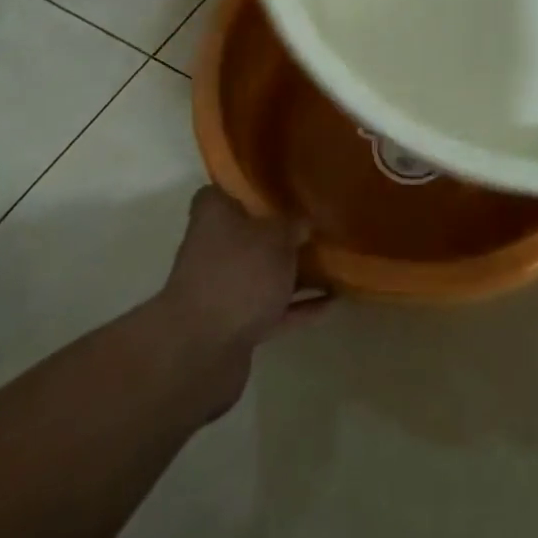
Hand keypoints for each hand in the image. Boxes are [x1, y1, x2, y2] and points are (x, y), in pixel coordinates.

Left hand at [161, 187, 327, 409]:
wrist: (202, 351)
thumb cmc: (238, 274)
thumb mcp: (276, 237)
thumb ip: (293, 225)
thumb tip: (303, 223)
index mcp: (214, 216)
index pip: (226, 190)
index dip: (251, 187)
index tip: (282, 186)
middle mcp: (213, 248)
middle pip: (251, 234)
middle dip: (283, 233)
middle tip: (319, 225)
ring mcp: (223, 289)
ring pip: (264, 273)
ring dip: (295, 272)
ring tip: (336, 263)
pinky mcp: (235, 325)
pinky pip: (273, 309)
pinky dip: (299, 306)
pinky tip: (332, 302)